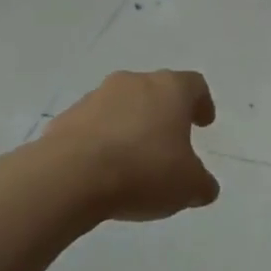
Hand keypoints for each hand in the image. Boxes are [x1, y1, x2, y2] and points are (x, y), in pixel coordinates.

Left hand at [42, 70, 220, 221]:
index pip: (194, 85)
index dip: (202, 103)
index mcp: (170, 89)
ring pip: (122, 106)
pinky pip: (92, 125)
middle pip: (155, 91)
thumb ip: (202, 184)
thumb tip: (204, 187)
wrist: (70, 177)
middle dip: (163, 114)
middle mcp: (134, 83)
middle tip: (169, 141)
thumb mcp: (188, 187)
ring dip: (130, 126)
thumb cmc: (143, 171)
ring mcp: (96, 97)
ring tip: (134, 160)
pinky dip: (102, 141)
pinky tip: (103, 169)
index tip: (203, 123)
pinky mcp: (66, 118)